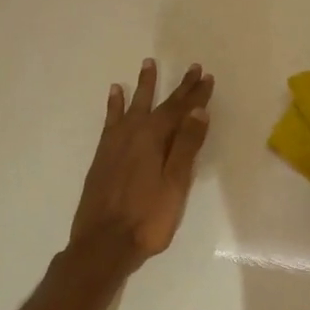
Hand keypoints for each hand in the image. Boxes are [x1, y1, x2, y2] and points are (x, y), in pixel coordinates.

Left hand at [67, 59, 213, 274]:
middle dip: (177, 87)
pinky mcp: (102, 156)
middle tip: (190, 68)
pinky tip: (115, 95)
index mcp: (154, 139)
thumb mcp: (175, 183)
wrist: (103, 244)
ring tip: (148, 65)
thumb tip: (197, 110)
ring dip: (143, 87)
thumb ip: (186, 146)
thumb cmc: (147, 218)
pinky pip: (111, 120)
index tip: (206, 76)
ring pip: (132, 106)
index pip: (179, 110)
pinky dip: (115, 105)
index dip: (195, 94)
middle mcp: (133, 134)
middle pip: (159, 104)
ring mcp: (114, 144)